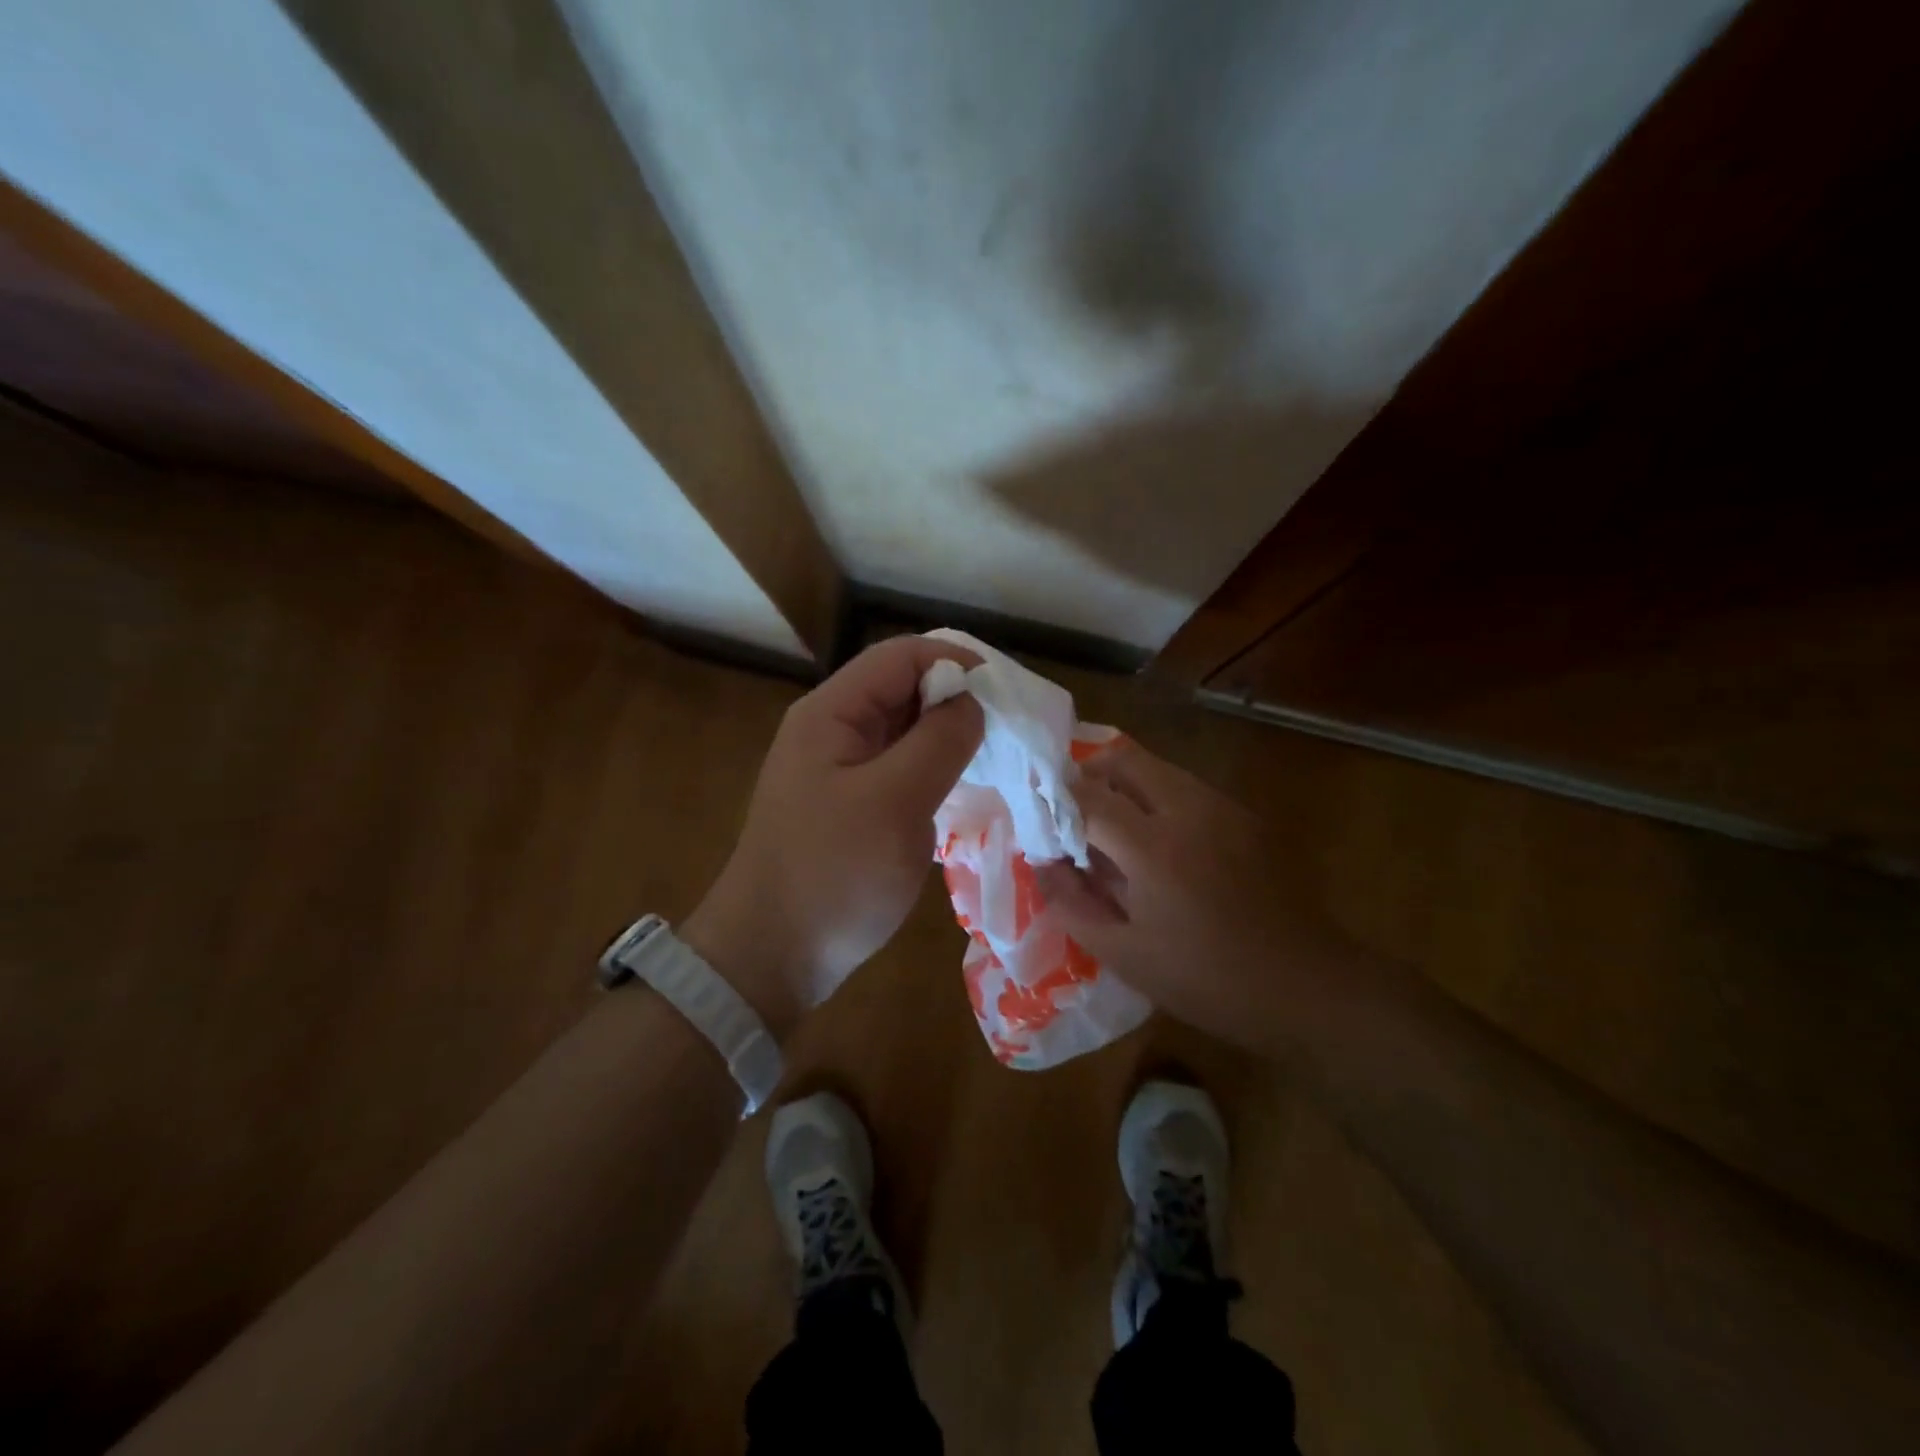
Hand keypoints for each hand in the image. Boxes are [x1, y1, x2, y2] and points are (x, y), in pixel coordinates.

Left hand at [683, 636, 983, 1037]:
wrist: (771, 957)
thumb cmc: (833, 876)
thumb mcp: (895, 802)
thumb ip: (939, 741)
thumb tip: (972, 701)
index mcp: (832, 713)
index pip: (901, 656)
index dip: (956, 662)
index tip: (1005, 695)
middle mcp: (833, 729)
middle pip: (903, 688)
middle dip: (956, 700)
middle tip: (1008, 731)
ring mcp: (839, 769)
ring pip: (904, 730)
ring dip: (948, 736)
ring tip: (996, 758)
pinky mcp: (850, 804)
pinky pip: (899, 768)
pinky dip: (933, 769)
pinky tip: (963, 790)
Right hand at [1033, 740, 1351, 1047]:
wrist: (1305, 986)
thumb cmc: (1206, 980)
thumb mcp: (1124, 954)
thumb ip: (1070, 903)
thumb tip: (1041, 862)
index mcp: (1154, 848)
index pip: (1088, 797)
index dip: (1055, 800)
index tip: (1037, 816)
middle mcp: (1189, 810)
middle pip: (1125, 759)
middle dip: (1089, 775)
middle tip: (1072, 810)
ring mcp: (1223, 807)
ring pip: (1158, 767)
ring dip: (1125, 784)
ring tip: (1112, 826)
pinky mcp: (1245, 816)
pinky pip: (1187, 787)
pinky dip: (1158, 797)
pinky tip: (1159, 842)